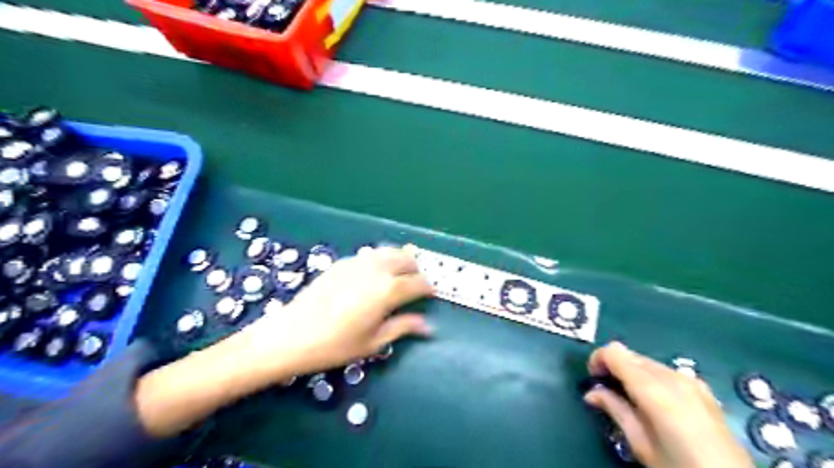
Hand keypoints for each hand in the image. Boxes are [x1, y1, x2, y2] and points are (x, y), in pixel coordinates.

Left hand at [232, 244, 429, 380]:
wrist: (291, 335)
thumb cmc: (336, 345)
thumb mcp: (374, 342)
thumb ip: (403, 327)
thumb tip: (427, 327)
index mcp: (388, 290)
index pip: (418, 283)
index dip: (428, 288)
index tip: (431, 295)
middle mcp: (376, 269)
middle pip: (406, 258)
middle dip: (416, 269)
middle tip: (416, 284)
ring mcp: (357, 262)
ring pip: (388, 251)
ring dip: (399, 260)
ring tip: (399, 275)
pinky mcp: (342, 262)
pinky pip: (369, 255)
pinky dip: (380, 260)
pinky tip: (374, 274)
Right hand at [581, 342, 753, 467]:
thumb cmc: (680, 467)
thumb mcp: (641, 444)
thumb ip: (615, 411)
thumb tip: (592, 393)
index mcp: (653, 389)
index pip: (614, 352)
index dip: (598, 359)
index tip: (593, 379)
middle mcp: (672, 377)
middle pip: (630, 354)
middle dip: (614, 367)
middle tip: (607, 392)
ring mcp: (691, 380)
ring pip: (647, 362)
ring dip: (632, 372)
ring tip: (631, 400)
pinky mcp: (703, 389)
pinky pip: (666, 372)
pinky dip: (651, 378)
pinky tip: (656, 403)